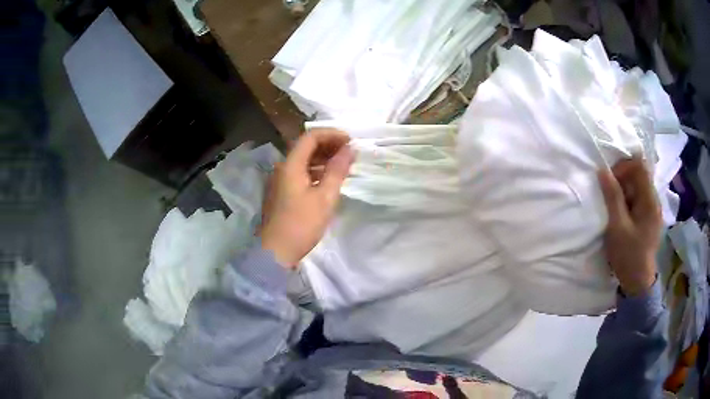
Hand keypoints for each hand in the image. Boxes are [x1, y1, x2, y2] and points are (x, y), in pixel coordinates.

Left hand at [260, 129, 354, 267]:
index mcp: (291, 164)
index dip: (332, 134)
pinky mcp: (282, 191)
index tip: (351, 141)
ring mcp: (281, 179)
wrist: (276, 252)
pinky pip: (301, 172)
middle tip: (350, 152)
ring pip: (303, 160)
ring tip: (343, 165)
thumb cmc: (301, 225)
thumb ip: (337, 170)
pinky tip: (329, 179)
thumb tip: (349, 149)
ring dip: (323, 158)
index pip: (311, 136)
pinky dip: (316, 170)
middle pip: (306, 146)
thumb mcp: (324, 198)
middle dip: (329, 145)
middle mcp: (283, 167)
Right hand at [598, 157, 661, 295]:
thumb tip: (603, 171)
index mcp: (650, 200)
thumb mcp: (617, 227)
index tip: (610, 180)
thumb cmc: (628, 255)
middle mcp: (655, 200)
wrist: (638, 283)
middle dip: (623, 180)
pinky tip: (623, 216)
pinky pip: (639, 199)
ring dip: (625, 192)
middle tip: (610, 197)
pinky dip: (629, 201)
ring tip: (616, 209)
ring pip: (639, 187)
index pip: (639, 166)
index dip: (623, 167)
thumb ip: (612, 197)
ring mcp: (653, 210)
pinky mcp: (650, 218)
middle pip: (639, 175)